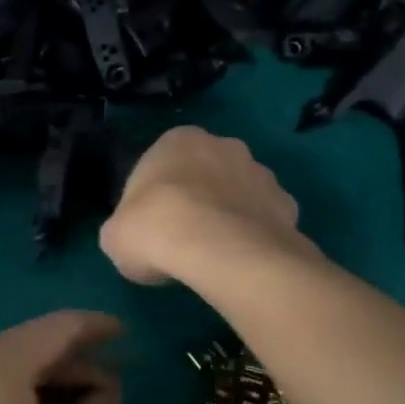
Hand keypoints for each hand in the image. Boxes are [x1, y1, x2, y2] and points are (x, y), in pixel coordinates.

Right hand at [100, 126, 304, 285]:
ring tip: (214, 256)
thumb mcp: (115, 235)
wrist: (220, 251)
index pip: (161, 164)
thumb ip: (126, 228)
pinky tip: (242, 263)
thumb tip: (134, 239)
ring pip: (239, 194)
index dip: (153, 198)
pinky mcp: (289, 206)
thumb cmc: (156, 229)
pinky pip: (265, 221)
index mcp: (178, 139)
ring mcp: (262, 173)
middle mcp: (224, 145)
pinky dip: (255, 238)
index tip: (150, 227)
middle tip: (182, 239)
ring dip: (229, 216)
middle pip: (205, 173)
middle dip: (197, 199)